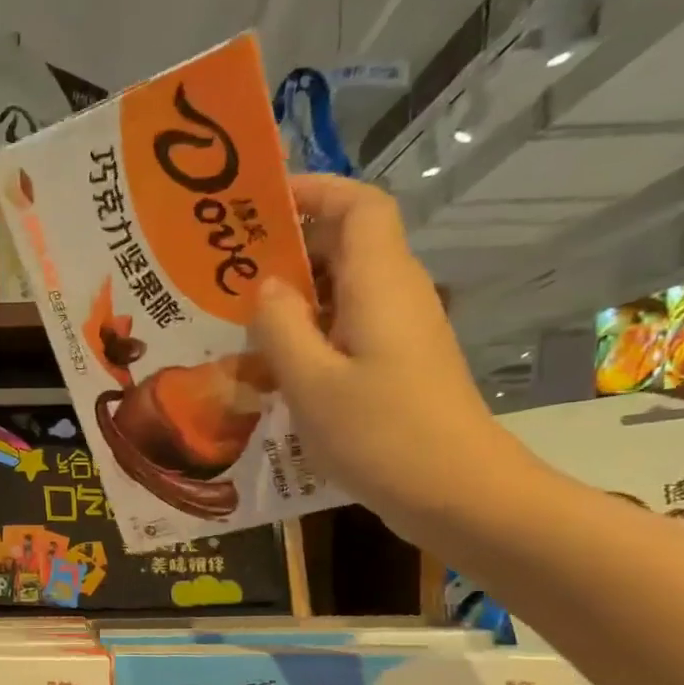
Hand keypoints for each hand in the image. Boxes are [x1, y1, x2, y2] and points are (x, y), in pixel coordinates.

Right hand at [252, 174, 535, 540]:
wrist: (456, 493)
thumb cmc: (381, 434)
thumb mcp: (311, 382)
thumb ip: (280, 327)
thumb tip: (266, 287)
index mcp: (380, 284)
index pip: (358, 206)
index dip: (313, 191)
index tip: (259, 202)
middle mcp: (395, 295)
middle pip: (347, 244)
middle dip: (289, 245)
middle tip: (227, 266)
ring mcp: (399, 333)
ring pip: (343, 290)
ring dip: (293, 295)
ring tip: (236, 315)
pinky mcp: (396, 365)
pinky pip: (346, 328)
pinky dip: (308, 332)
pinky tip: (270, 364)